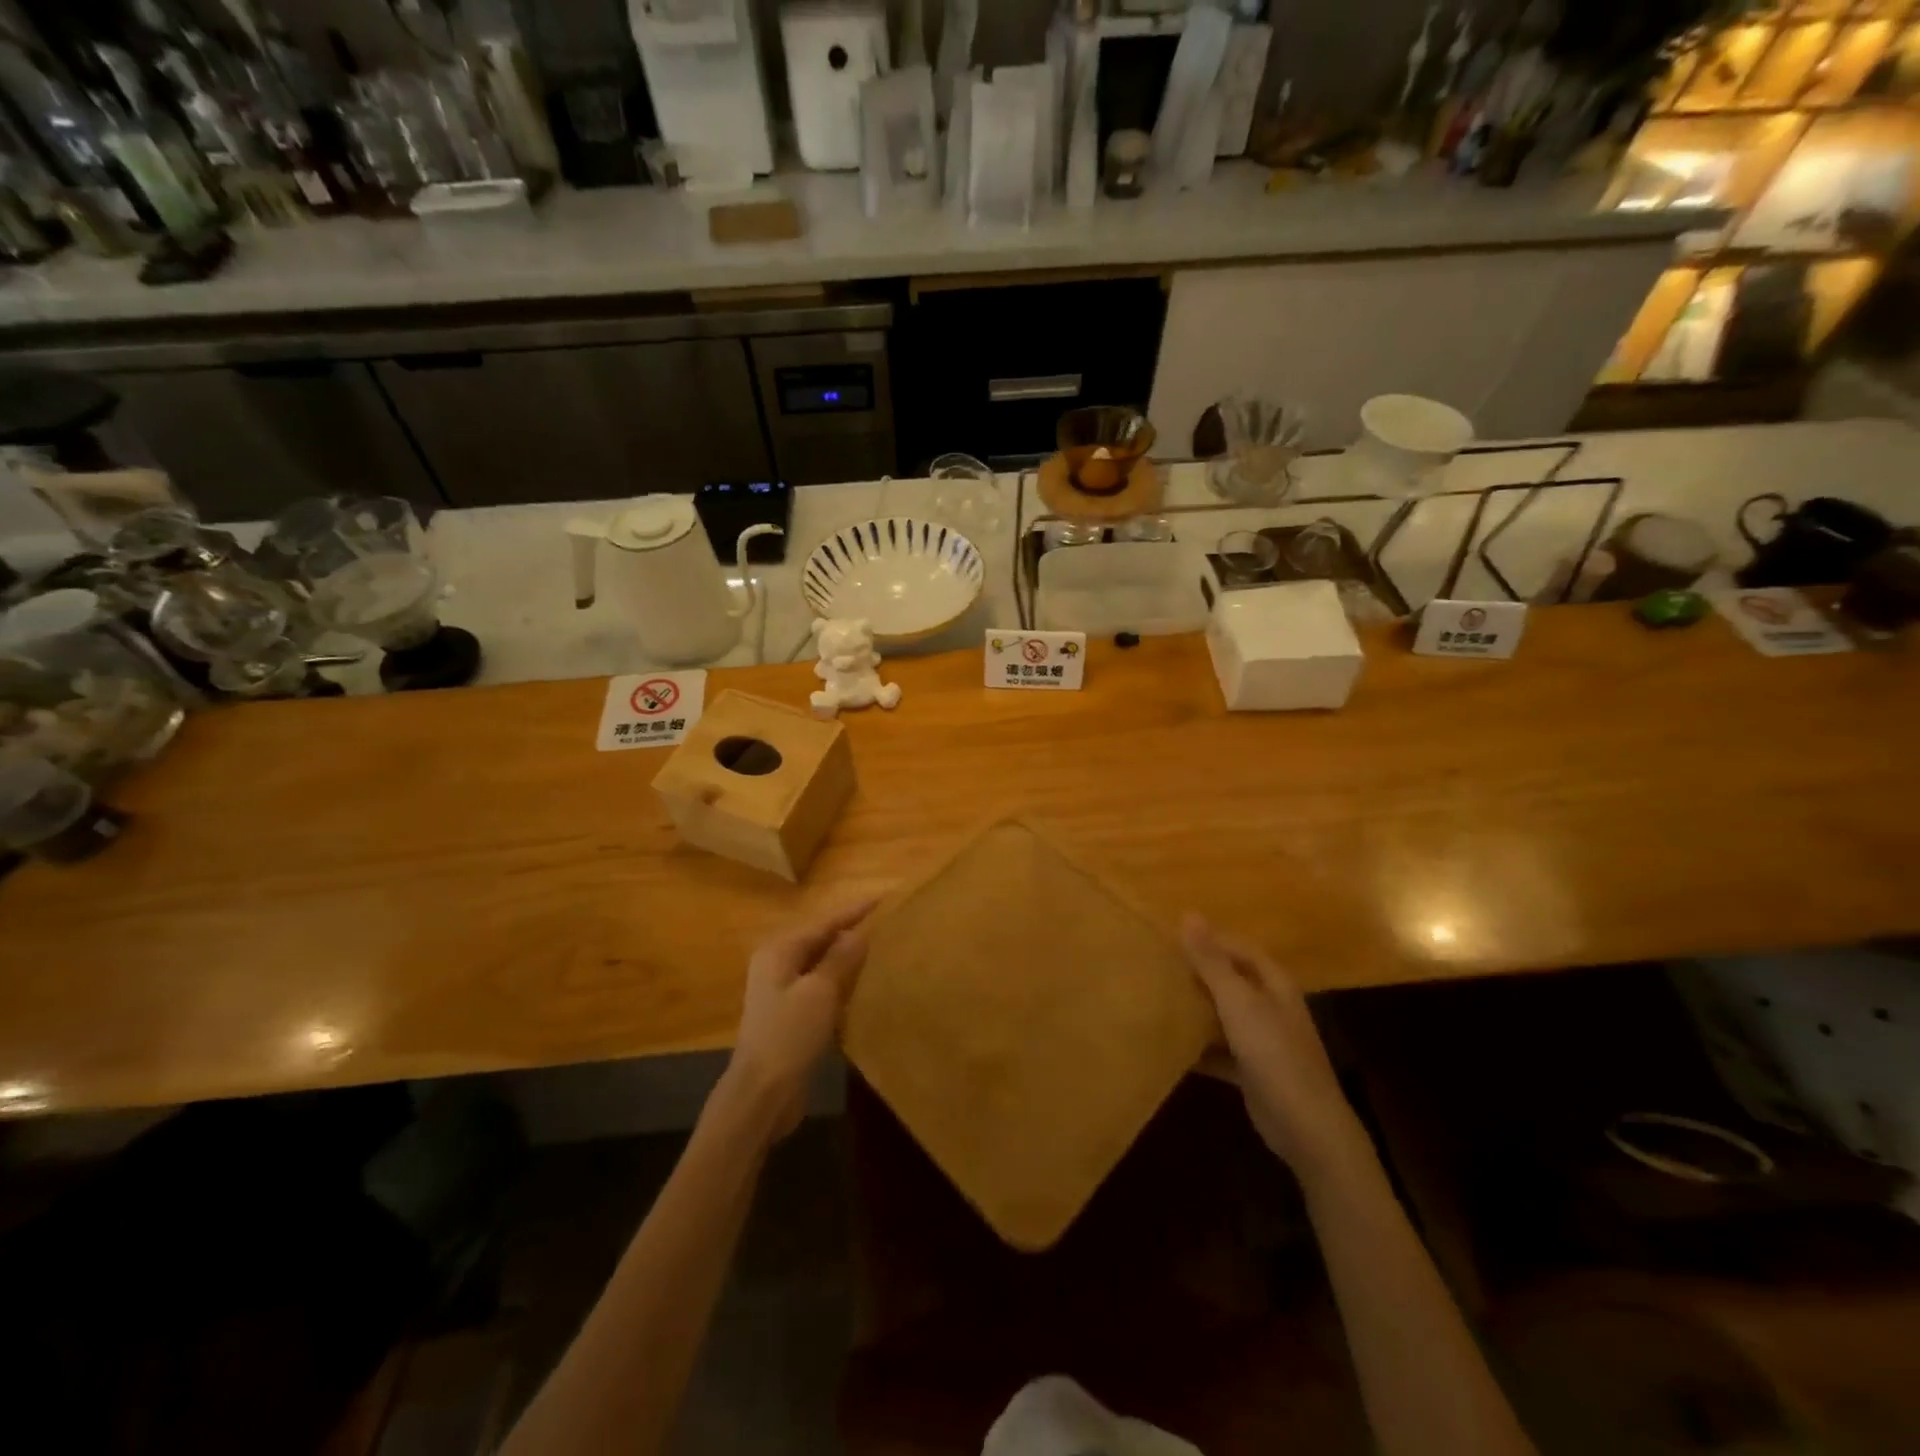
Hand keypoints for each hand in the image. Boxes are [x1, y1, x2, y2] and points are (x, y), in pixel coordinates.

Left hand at [723, 897, 878, 1140]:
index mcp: (779, 951)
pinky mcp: (790, 1016)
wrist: (762, 1093)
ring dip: (845, 957)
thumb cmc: (789, 1035)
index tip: (881, 898)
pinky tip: (860, 985)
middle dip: (849, 931)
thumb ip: (840, 958)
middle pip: (819, 940)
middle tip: (883, 922)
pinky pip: (819, 987)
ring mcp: (781, 992)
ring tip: (878, 948)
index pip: (823, 923)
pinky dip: (839, 982)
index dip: (853, 912)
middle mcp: (776, 965)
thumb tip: (858, 933)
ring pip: (819, 964)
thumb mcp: (820, 992)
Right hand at [1182, 914, 1365, 1181]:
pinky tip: (1169, 1045)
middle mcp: (1270, 1007)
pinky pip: (1219, 1050)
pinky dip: (1198, 1048)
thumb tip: (1188, 914)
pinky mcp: (1251, 1071)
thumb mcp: (1237, 1001)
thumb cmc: (1273, 1053)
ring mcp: (1263, 1041)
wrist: (1305, 1126)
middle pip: (1230, 980)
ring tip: (1156, 997)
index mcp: (1274, 983)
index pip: (1238, 948)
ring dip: (1196, 1009)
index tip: (1169, 935)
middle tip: (1157, 964)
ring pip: (1223, 1015)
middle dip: (1198, 972)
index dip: (1208, 939)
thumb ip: (1211, 961)